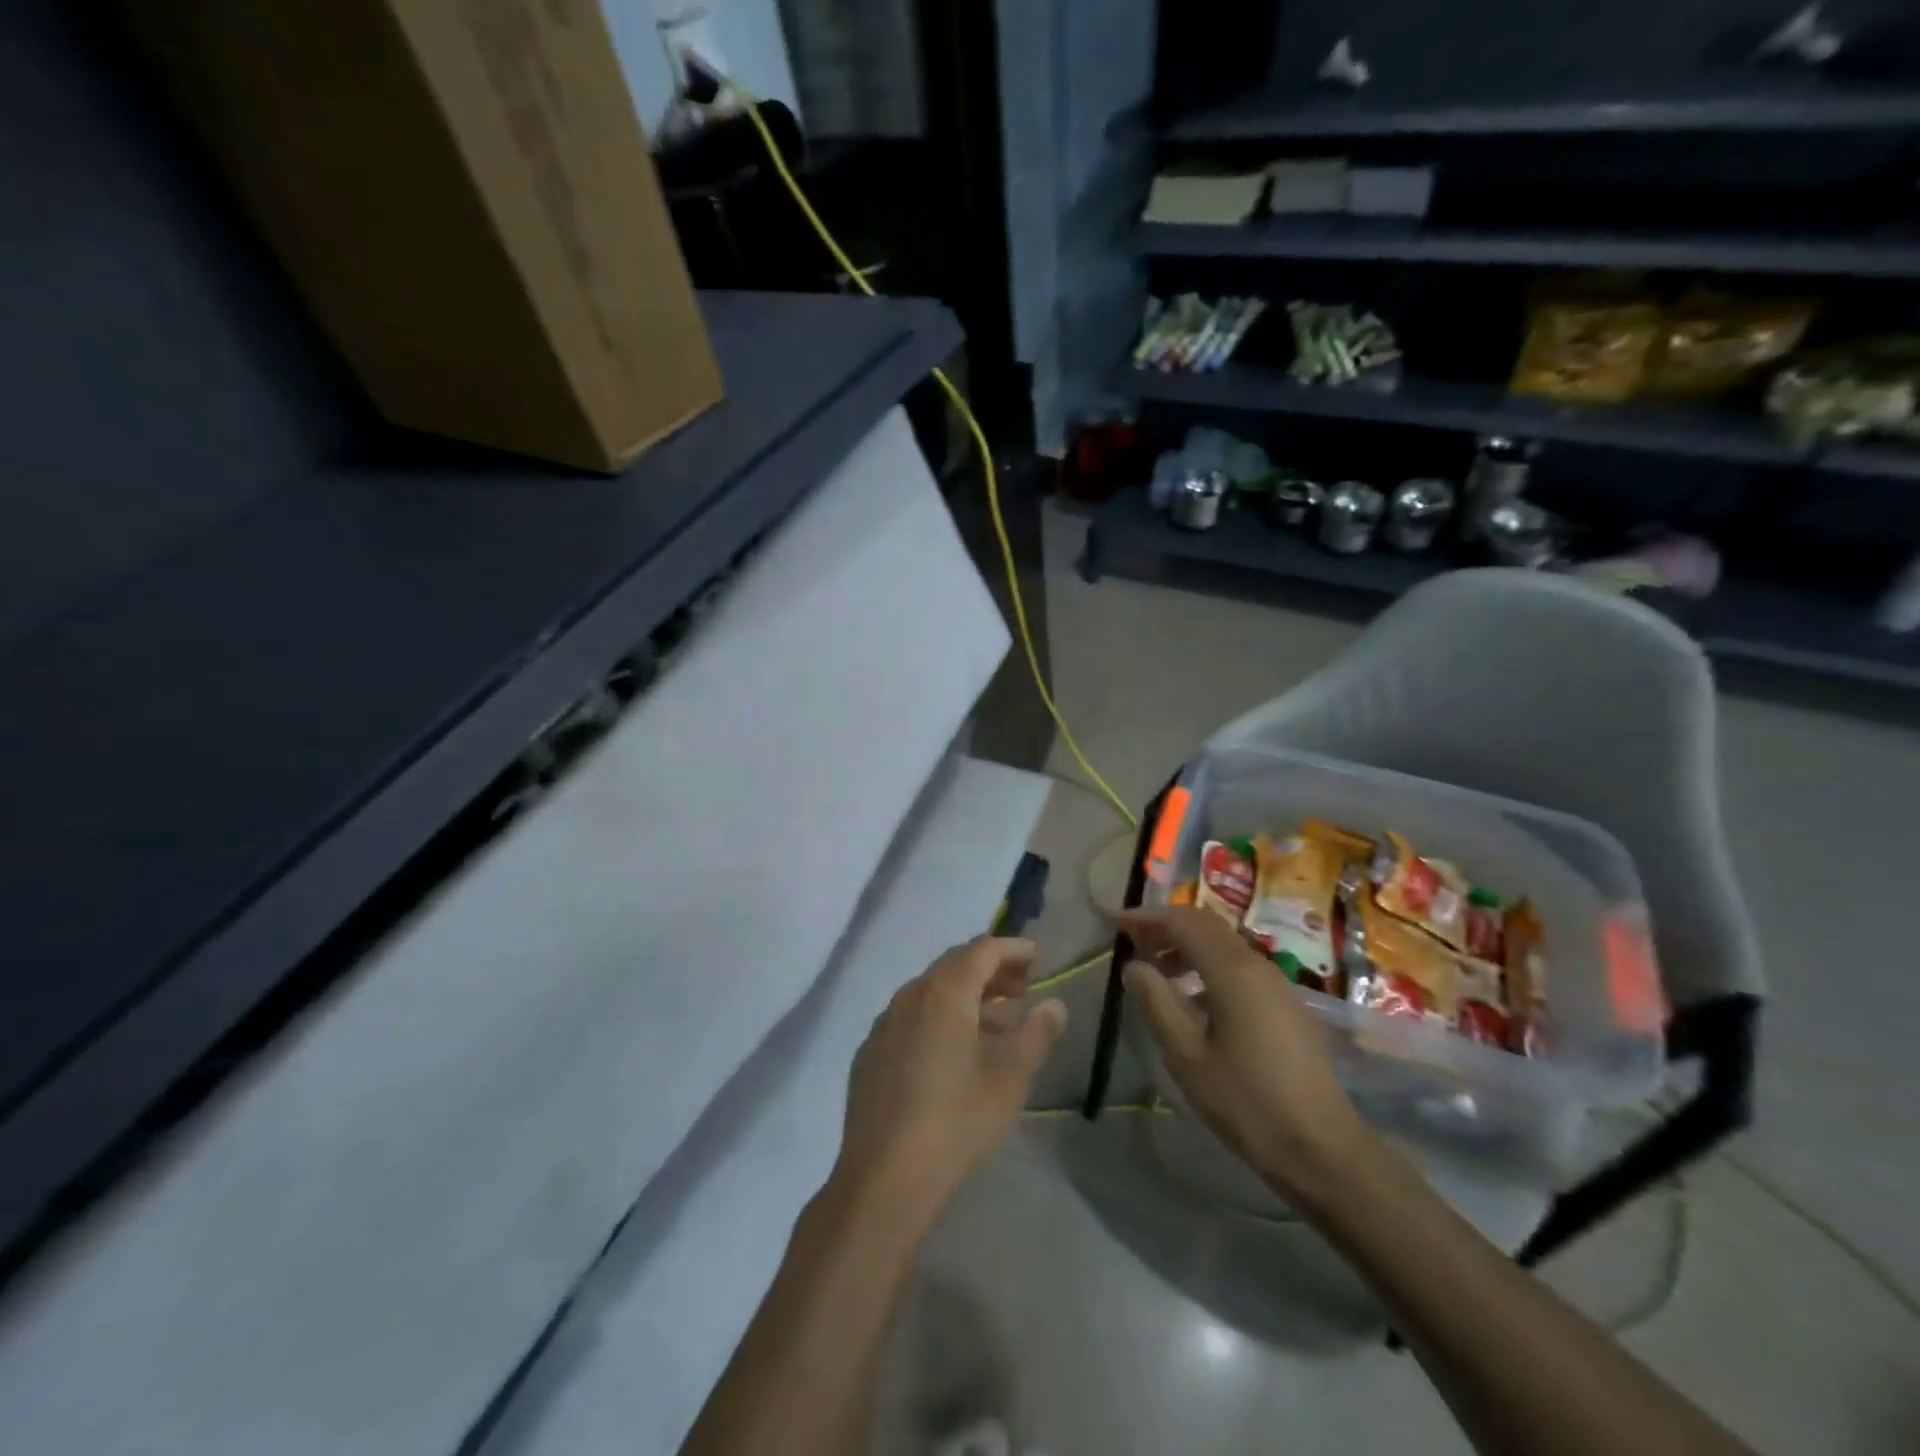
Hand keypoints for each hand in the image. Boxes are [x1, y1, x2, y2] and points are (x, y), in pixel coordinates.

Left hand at [834, 937, 1067, 1223]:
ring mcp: (884, 1024)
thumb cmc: (957, 1118)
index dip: (1013, 949)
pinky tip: (953, 1053)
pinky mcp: (870, 1053)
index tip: (1038, 957)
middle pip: (955, 966)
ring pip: (931, 992)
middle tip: (1022, 989)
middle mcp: (910, 995)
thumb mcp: (1010, 1076)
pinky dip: (939, 1019)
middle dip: (991, 971)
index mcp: (944, 992)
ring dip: (966, 997)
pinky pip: (910, 1018)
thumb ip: (1036, 1033)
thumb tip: (1055, 1004)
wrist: (885, 1176)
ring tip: (996, 1024)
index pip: (982, 950)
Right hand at [1120, 907, 1370, 1205]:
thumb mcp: (1187, 1056)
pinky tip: (1192, 998)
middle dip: (1166, 926)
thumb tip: (1134, 966)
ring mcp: (1277, 984)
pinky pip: (1239, 966)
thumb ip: (1157, 1003)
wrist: (1323, 1149)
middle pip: (1206, 926)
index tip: (1117, 924)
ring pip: (1224, 944)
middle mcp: (1257, 965)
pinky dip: (1207, 965)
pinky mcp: (1286, 1005)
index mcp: (1232, 971)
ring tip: (1157, 970)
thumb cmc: (1247, 1102)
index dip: (1148, 918)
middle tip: (1132, 941)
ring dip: (1187, 946)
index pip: (1184, 922)